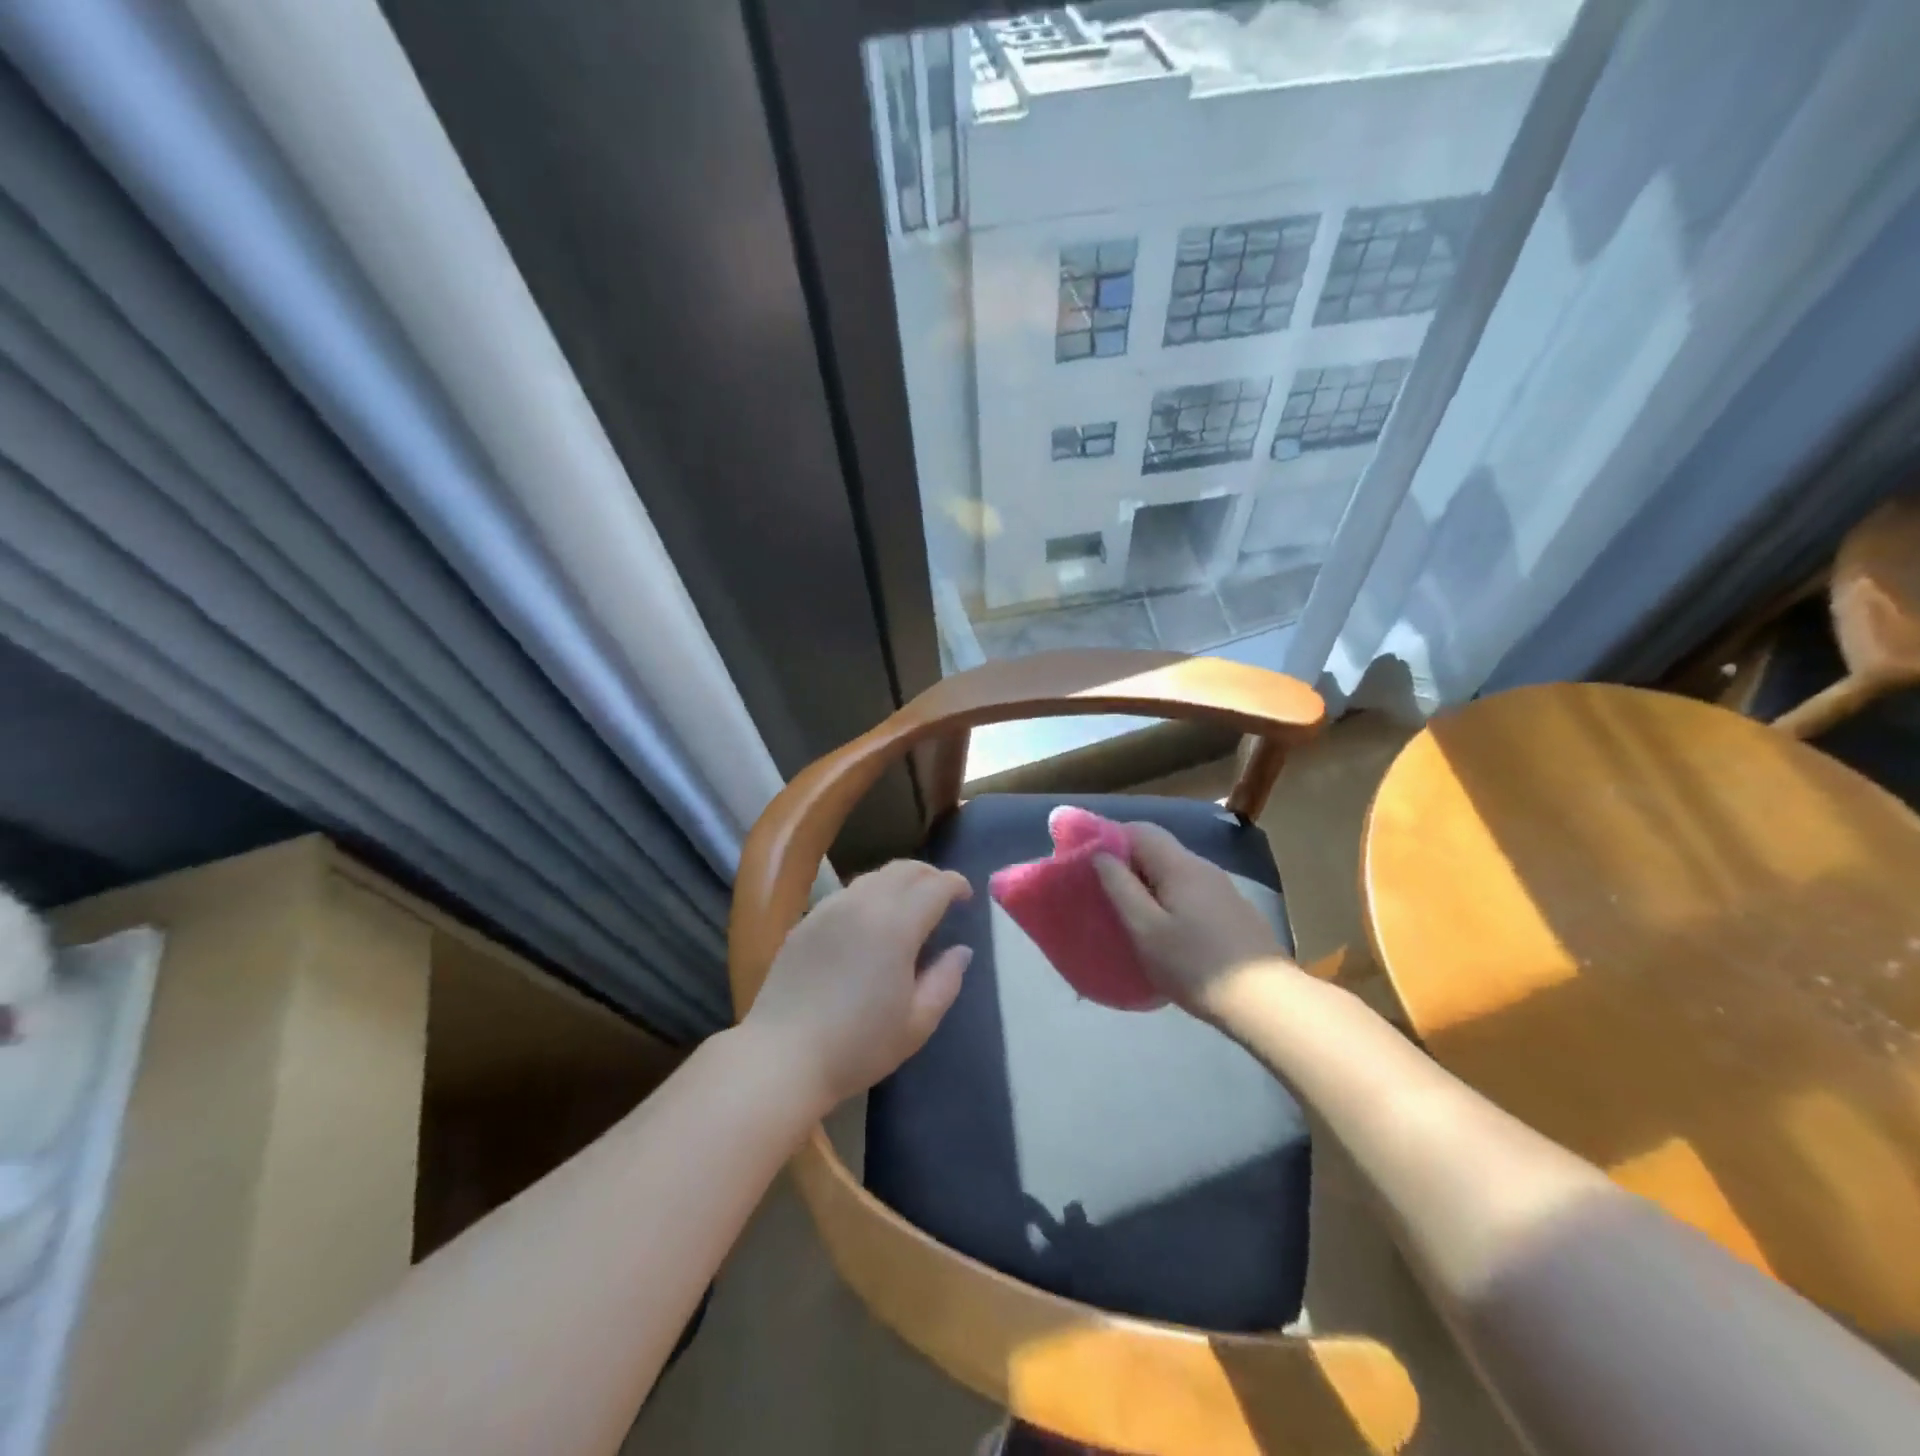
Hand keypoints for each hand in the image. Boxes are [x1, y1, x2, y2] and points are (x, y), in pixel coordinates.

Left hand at [742, 860, 972, 1110]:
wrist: (782, 1056)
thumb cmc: (858, 1045)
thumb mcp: (916, 1023)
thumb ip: (945, 980)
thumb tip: (960, 951)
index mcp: (896, 924)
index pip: (935, 886)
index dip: (956, 885)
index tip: (967, 898)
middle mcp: (863, 903)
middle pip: (904, 869)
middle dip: (930, 875)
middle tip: (943, 896)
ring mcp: (830, 908)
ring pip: (874, 876)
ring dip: (899, 882)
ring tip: (909, 907)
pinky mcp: (807, 920)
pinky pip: (848, 893)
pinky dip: (870, 895)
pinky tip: (870, 923)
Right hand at [1093, 821, 1301, 1024]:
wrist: (1266, 1001)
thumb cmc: (1194, 965)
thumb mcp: (1145, 929)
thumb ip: (1120, 887)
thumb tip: (1101, 854)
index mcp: (1180, 865)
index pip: (1140, 830)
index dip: (1109, 836)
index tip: (1086, 858)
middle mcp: (1203, 867)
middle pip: (1158, 848)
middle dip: (1127, 860)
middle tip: (1102, 887)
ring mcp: (1223, 888)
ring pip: (1175, 870)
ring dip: (1148, 880)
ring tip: (1128, 908)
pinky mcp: (1233, 911)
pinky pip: (1191, 890)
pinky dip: (1169, 896)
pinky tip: (1165, 926)